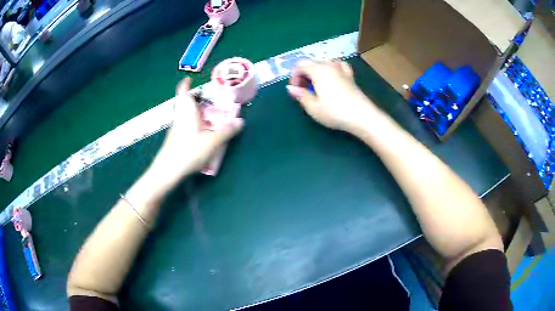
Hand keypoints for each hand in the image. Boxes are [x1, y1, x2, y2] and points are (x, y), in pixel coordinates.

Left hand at [145, 78, 242, 191]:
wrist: (168, 171)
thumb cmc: (189, 151)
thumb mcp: (212, 141)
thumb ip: (226, 131)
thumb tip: (240, 122)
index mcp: (187, 111)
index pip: (183, 91)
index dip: (186, 83)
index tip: (191, 78)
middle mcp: (180, 117)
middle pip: (184, 103)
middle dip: (195, 98)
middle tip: (210, 99)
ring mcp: (176, 129)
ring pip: (185, 115)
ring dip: (195, 112)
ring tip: (210, 115)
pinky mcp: (175, 140)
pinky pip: (185, 125)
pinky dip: (193, 124)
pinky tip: (203, 133)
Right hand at [287, 60, 376, 132]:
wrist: (361, 116)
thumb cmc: (334, 112)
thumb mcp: (313, 107)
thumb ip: (301, 95)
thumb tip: (290, 88)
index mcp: (317, 70)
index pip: (300, 65)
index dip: (294, 76)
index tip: (296, 90)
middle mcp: (329, 65)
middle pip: (311, 62)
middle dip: (304, 74)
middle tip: (304, 90)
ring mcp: (341, 69)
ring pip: (324, 63)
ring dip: (316, 71)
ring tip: (316, 85)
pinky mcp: (350, 76)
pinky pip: (338, 65)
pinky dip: (332, 68)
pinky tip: (332, 76)